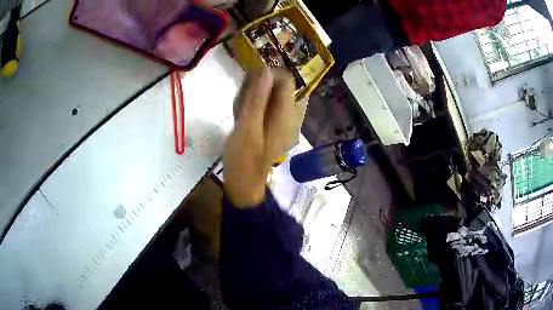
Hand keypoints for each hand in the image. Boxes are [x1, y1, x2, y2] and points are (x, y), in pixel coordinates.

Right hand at [223, 68, 295, 207]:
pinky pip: (265, 107)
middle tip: (240, 103)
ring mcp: (282, 121)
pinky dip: (251, 107)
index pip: (286, 80)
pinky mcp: (273, 126)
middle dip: (256, 88)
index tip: (247, 83)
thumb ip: (257, 98)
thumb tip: (266, 69)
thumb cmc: (244, 158)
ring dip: (252, 98)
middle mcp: (289, 116)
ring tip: (239, 114)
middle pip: (278, 86)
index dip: (267, 75)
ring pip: (269, 96)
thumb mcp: (247, 127)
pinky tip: (241, 119)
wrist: (244, 184)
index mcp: (287, 115)